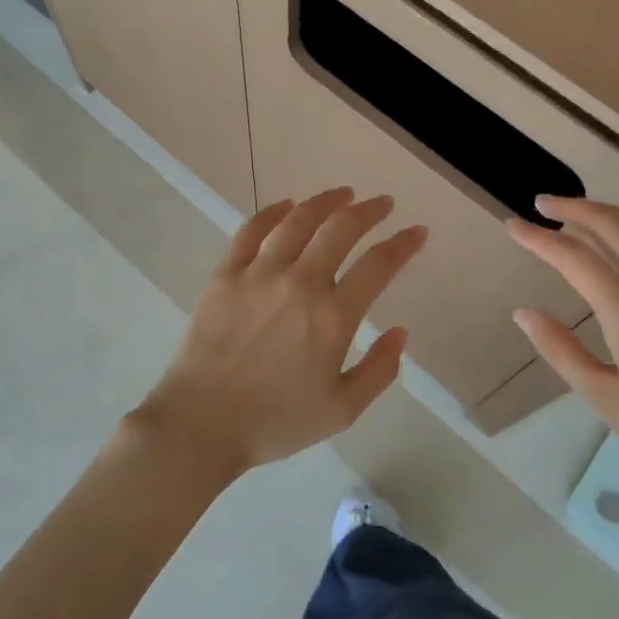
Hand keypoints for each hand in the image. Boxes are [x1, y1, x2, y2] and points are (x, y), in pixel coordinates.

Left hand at [135, 188, 428, 476]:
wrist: (201, 424)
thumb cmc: (275, 422)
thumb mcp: (341, 410)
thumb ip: (379, 370)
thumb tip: (401, 332)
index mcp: (333, 316)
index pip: (378, 265)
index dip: (403, 243)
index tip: (417, 231)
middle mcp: (300, 283)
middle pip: (341, 229)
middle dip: (369, 211)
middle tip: (382, 203)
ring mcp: (259, 273)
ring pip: (298, 220)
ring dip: (326, 201)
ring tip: (343, 194)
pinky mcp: (226, 274)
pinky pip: (252, 230)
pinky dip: (273, 212)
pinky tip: (286, 205)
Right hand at [507, 197, 618, 508]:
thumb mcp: (604, 397)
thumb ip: (559, 349)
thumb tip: (523, 312)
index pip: (571, 256)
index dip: (537, 238)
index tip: (512, 225)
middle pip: (609, 224)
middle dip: (571, 207)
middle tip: (541, 203)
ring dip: (606, 211)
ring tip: (579, 212)